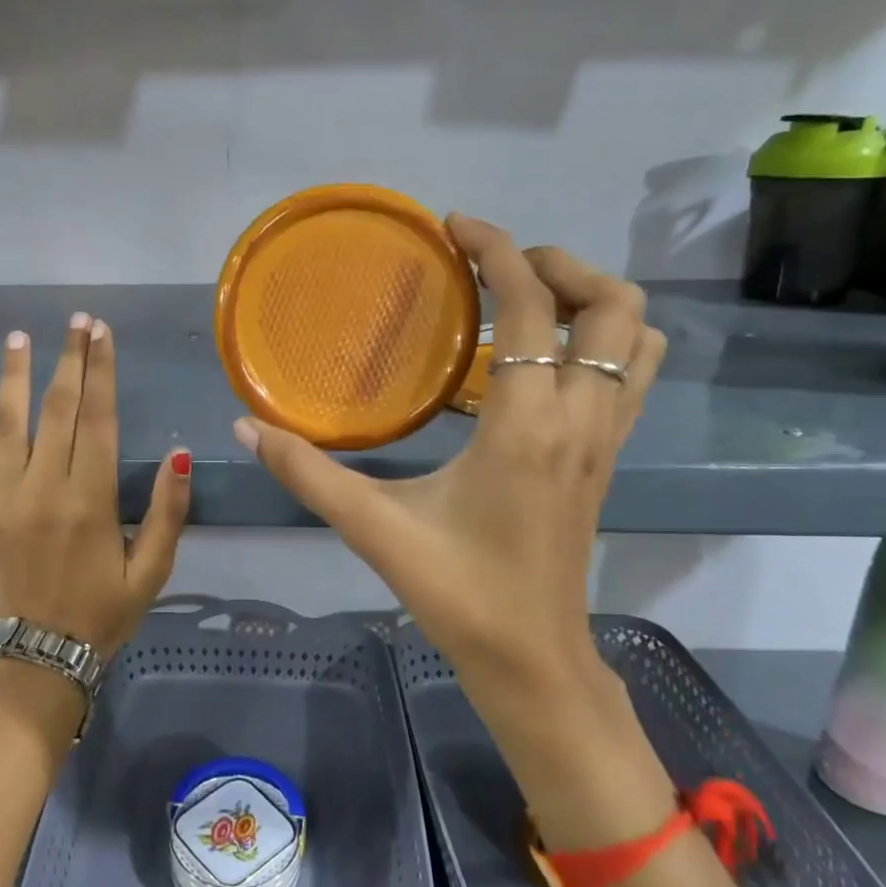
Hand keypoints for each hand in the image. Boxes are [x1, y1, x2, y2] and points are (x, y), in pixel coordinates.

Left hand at [0, 314, 191, 658]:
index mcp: (91, 499)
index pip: (99, 419)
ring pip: (7, 424)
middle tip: (76, 321)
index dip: (102, 371)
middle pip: (58, 410)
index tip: (101, 332)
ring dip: (14, 377)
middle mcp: (44, 488)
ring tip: (19, 338)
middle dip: (69, 360)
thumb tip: (178, 453)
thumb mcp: (152, 569)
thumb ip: (168, 511)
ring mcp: (3, 499)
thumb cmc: (104, 611)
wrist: (42, 657)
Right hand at [235, 217, 664, 692]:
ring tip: (530, 296)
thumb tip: (246, 428)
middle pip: (613, 305)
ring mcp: (606, 438)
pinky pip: (633, 375)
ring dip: (592, 298)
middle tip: (497, 264)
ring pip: (639, 336)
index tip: (455, 227)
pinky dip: (605, 340)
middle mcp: (581, 418)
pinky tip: (546, 356)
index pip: (533, 306)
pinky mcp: (609, 458)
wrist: (532, 660)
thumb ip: (308, 473)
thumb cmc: (458, 593)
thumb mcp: (374, 529)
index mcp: (527, 424)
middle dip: (559, 263)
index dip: (498, 250)